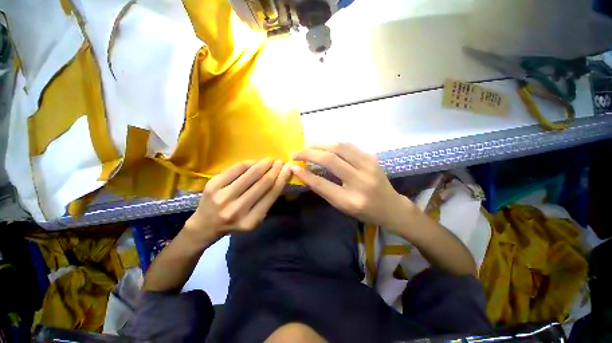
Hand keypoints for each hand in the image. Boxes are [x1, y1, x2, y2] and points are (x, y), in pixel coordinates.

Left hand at [185, 159, 291, 238]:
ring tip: (270, 160)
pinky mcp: (213, 185)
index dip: (282, 178)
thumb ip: (267, 201)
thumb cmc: (235, 223)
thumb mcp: (255, 219)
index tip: (289, 168)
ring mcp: (223, 196)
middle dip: (275, 169)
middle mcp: (237, 209)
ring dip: (264, 164)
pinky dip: (249, 163)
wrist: (205, 225)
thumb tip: (280, 178)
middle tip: (281, 161)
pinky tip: (255, 162)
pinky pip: (236, 169)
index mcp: (251, 221)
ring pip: (250, 174)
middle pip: (263, 183)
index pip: (272, 194)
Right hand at [291, 143, 412, 227]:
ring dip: (321, 144)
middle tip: (297, 153)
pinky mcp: (372, 157)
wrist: (391, 206)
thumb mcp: (342, 206)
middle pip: (331, 160)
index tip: (292, 166)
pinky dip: (333, 145)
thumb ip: (324, 189)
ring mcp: (369, 166)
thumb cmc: (364, 210)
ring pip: (340, 147)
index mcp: (351, 200)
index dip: (305, 174)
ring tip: (309, 146)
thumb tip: (305, 173)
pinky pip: (349, 146)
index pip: (322, 184)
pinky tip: (326, 147)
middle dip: (310, 153)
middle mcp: (361, 181)